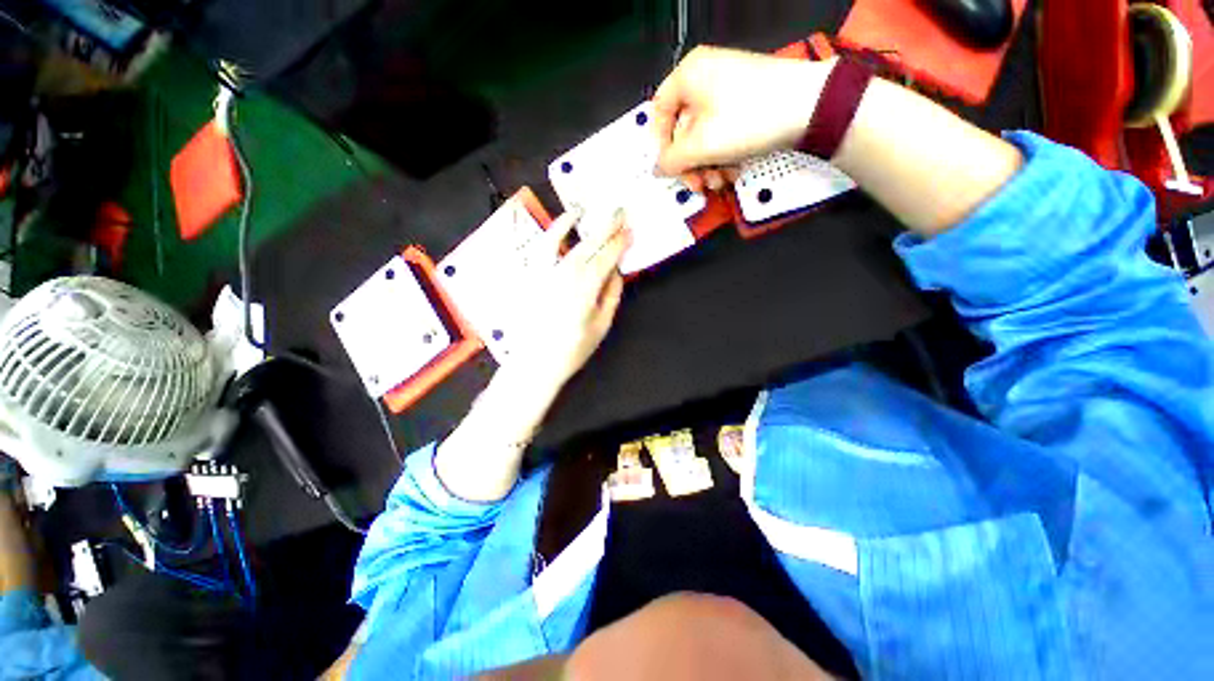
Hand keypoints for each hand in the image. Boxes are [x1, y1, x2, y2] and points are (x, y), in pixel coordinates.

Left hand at [508, 208, 630, 396]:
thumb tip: (616, 271)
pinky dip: (547, 236)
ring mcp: (542, 274)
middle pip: (587, 245)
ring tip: (581, 209)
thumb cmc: (573, 349)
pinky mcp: (528, 278)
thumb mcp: (601, 326)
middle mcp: (563, 274)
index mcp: (585, 288)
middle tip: (618, 212)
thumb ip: (611, 295)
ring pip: (558, 240)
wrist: (535, 364)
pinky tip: (554, 230)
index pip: (606, 258)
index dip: (619, 243)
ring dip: (571, 222)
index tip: (629, 230)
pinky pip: (537, 251)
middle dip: (605, 227)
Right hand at [652, 46, 831, 191]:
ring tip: (720, 182)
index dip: (660, 146)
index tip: (670, 170)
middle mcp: (704, 77)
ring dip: (707, 165)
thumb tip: (656, 169)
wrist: (811, 106)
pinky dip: (723, 155)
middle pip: (683, 129)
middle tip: (699, 186)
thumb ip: (671, 161)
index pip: (659, 113)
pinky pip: (722, 131)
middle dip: (691, 164)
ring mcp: (727, 88)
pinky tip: (733, 171)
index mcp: (688, 76)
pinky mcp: (745, 102)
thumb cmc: (746, 120)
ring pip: (704, 135)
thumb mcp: (701, 145)